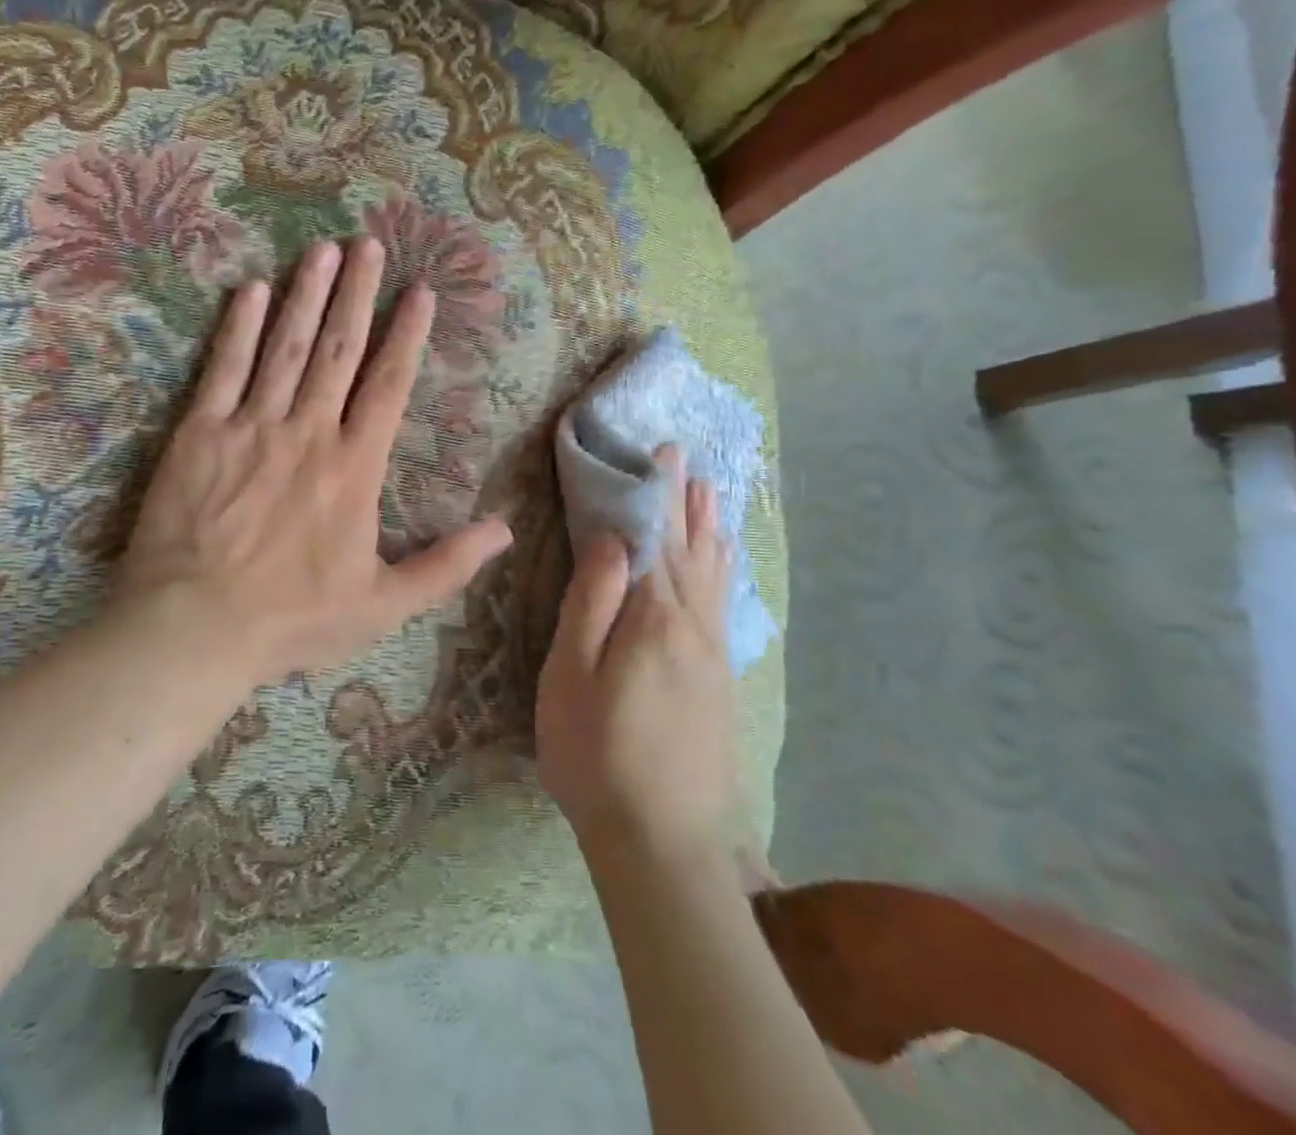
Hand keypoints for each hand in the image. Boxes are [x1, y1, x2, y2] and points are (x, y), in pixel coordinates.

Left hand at [115, 237, 513, 688]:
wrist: (195, 628)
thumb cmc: (293, 619)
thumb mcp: (384, 605)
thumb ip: (446, 565)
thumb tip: (504, 530)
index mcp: (354, 467)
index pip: (388, 384)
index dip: (406, 334)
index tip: (419, 290)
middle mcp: (308, 431)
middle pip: (338, 349)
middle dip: (357, 293)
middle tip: (369, 243)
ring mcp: (251, 427)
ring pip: (285, 347)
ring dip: (306, 294)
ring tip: (323, 249)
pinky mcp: (199, 433)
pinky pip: (223, 369)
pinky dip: (238, 328)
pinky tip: (250, 289)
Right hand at [537, 446, 754, 869]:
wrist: (663, 844)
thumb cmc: (597, 753)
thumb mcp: (574, 674)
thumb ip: (592, 601)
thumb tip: (608, 537)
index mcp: (655, 617)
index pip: (654, 538)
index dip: (654, 492)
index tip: (659, 450)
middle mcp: (692, 625)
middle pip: (688, 549)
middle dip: (684, 501)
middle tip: (685, 459)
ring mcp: (711, 655)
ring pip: (711, 575)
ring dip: (708, 530)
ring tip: (710, 495)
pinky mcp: (717, 682)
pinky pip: (720, 604)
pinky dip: (720, 571)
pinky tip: (721, 567)